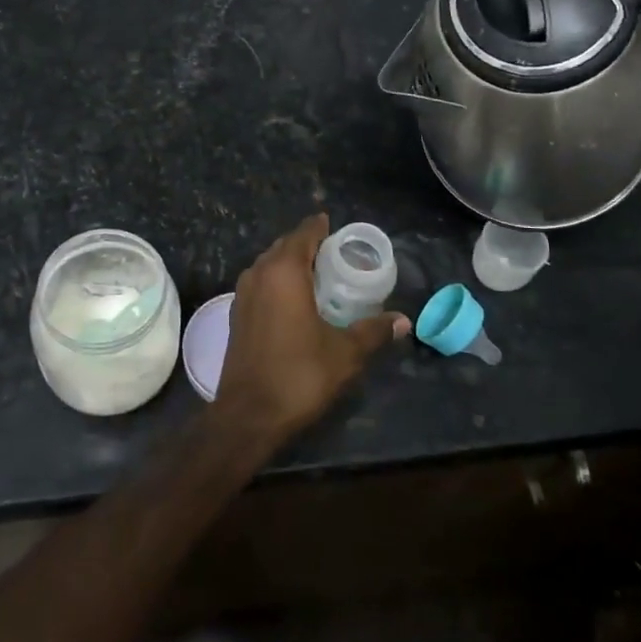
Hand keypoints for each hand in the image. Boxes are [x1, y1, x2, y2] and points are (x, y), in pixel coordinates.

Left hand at [214, 215, 409, 446]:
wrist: (248, 415)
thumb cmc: (299, 374)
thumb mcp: (346, 353)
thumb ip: (374, 331)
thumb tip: (404, 321)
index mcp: (285, 271)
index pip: (304, 233)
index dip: (322, 227)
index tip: (339, 229)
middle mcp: (259, 273)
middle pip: (285, 245)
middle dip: (308, 244)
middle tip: (337, 253)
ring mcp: (243, 293)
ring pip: (269, 264)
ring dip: (291, 263)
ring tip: (319, 274)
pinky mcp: (236, 313)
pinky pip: (261, 282)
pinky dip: (277, 281)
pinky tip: (295, 300)